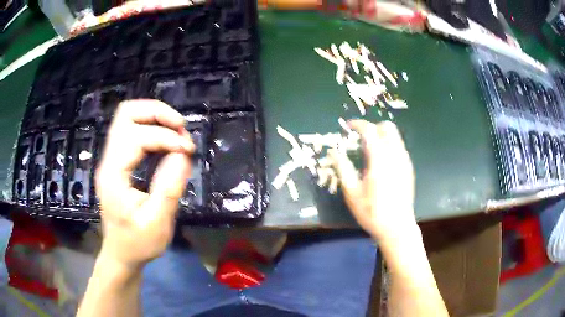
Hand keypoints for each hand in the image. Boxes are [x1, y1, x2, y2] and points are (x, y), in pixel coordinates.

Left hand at [95, 100, 193, 269]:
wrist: (120, 253)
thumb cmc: (138, 243)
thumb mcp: (157, 224)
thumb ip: (169, 188)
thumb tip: (183, 154)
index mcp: (113, 175)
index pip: (136, 137)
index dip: (165, 137)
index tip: (188, 150)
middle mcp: (108, 160)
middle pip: (126, 114)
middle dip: (157, 113)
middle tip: (180, 127)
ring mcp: (110, 158)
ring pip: (127, 117)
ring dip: (154, 116)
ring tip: (176, 130)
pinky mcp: (116, 161)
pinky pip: (131, 129)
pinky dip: (150, 126)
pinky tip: (165, 140)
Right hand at [331, 120, 416, 241]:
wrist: (396, 227)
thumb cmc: (372, 211)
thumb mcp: (352, 192)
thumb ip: (342, 168)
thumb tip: (333, 151)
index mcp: (379, 159)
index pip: (369, 130)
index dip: (357, 124)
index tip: (348, 126)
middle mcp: (395, 155)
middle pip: (387, 127)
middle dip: (373, 127)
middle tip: (361, 137)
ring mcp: (404, 161)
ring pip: (395, 136)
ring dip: (381, 136)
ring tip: (369, 148)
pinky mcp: (408, 168)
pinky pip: (399, 147)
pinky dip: (389, 145)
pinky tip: (381, 161)